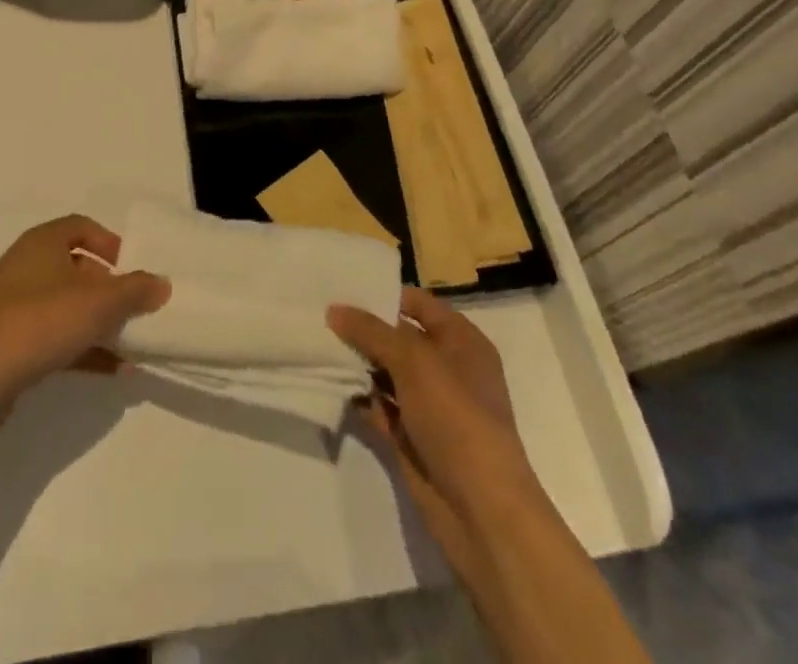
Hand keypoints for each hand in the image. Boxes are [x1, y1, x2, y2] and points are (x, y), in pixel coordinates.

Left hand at [0, 215, 169, 399]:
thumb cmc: (39, 322)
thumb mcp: (98, 303)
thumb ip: (134, 290)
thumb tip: (162, 283)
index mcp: (42, 243)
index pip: (81, 227)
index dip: (110, 243)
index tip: (133, 268)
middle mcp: (27, 267)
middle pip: (77, 269)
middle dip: (110, 289)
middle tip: (137, 308)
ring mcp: (16, 308)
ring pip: (68, 307)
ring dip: (101, 324)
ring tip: (134, 344)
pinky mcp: (12, 345)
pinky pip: (57, 339)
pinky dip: (85, 350)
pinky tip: (115, 371)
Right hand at [329, 288, 534, 571]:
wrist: (482, 512)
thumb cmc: (457, 418)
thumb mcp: (414, 361)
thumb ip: (372, 331)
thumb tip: (334, 310)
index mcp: (461, 341)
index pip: (417, 303)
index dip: (383, 295)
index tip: (340, 287)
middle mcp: (446, 368)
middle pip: (398, 337)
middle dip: (362, 329)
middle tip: (317, 315)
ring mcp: (429, 406)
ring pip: (386, 373)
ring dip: (356, 364)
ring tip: (315, 345)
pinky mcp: (412, 438)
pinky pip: (379, 407)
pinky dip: (358, 398)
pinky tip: (328, 385)